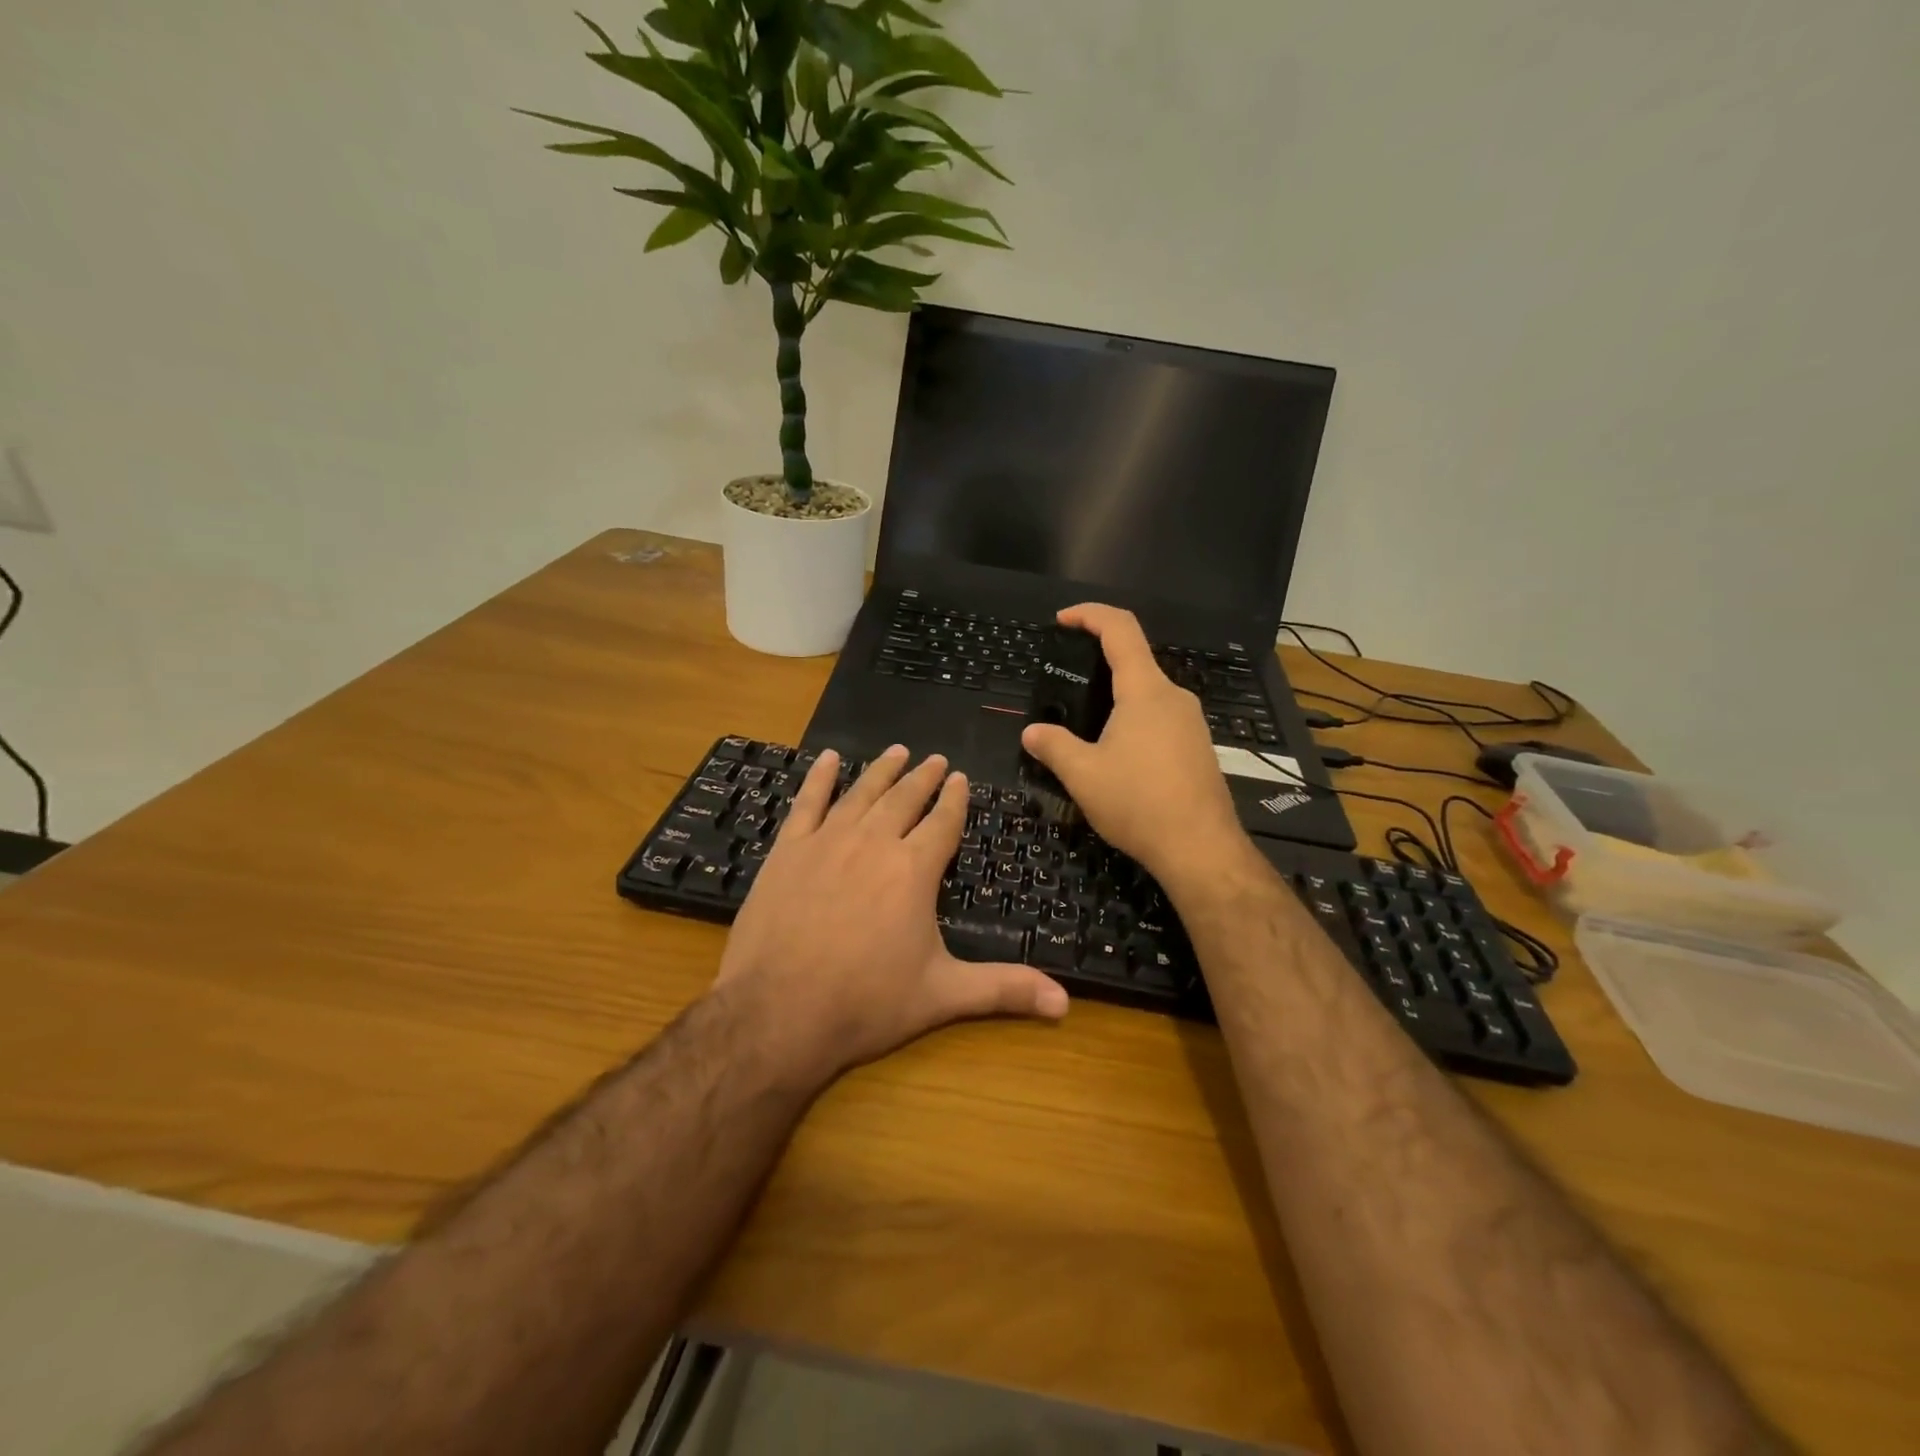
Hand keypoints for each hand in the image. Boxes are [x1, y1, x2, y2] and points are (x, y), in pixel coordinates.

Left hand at [714, 746, 1068, 1081]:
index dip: (955, 800)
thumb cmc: (866, 1003)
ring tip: (897, 752)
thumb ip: (1004, 990)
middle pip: (904, 799)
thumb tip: (1065, 1003)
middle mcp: (874, 843)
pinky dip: (818, 778)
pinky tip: (826, 759)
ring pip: (861, 793)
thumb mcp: (942, 995)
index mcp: (914, 870)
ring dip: (881, 770)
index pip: (943, 822)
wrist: (778, 1012)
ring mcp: (827, 841)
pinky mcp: (787, 850)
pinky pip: (807, 803)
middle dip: (923, 778)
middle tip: (935, 759)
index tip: (961, 778)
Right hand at [1020, 604, 1247, 890]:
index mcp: (1145, 691)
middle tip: (1065, 685)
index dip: (1090, 614)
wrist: (1201, 849)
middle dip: (1098, 663)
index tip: (1062, 620)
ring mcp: (1192, 722)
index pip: (1120, 629)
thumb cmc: (1139, 804)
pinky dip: (1134, 720)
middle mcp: (1174, 697)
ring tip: (1086, 726)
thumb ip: (1054, 747)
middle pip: (1135, 661)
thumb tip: (1031, 733)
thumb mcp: (1083, 775)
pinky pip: (1161, 718)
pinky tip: (1118, 755)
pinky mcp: (1198, 747)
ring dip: (1116, 698)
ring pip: (1148, 693)